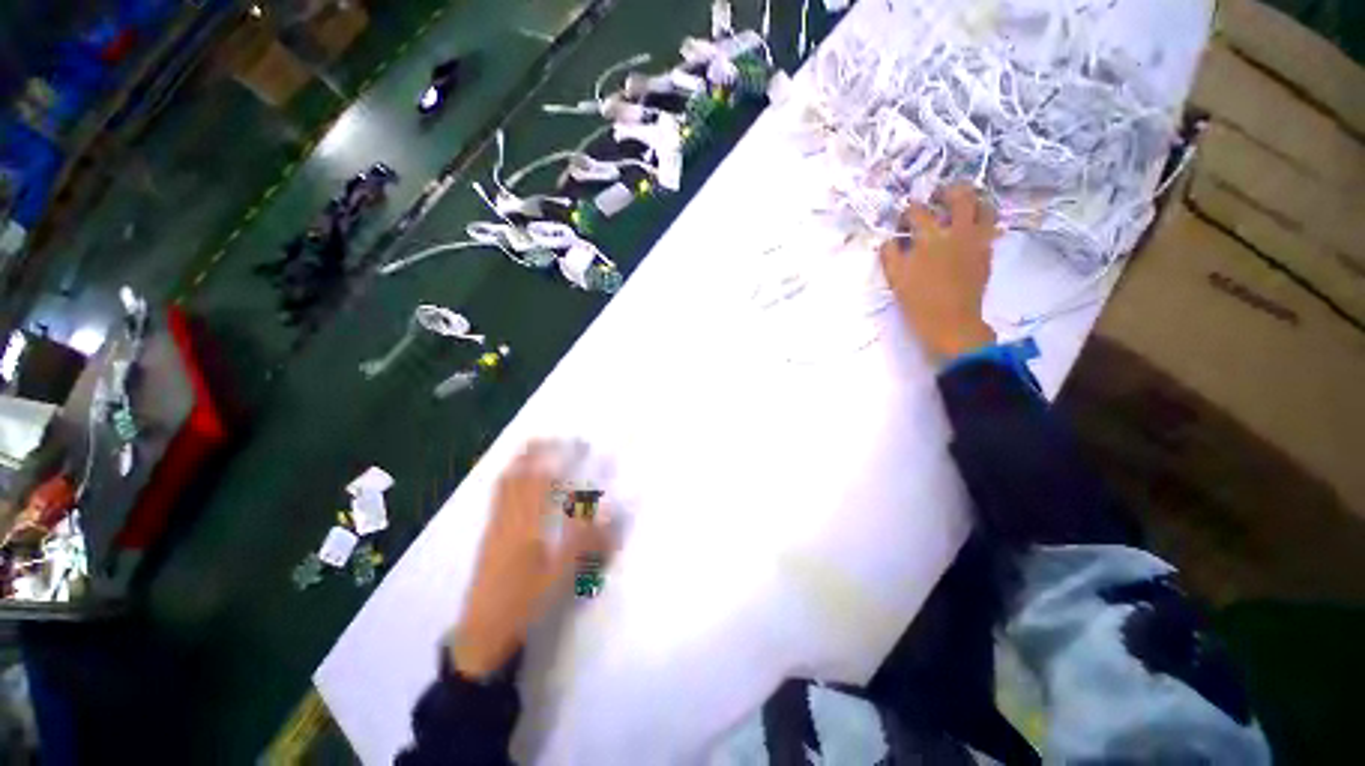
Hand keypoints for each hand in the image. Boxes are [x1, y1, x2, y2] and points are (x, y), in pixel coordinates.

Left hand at [451, 442, 613, 678]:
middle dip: (534, 452)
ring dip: (520, 462)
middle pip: (518, 475)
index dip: (556, 458)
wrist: (482, 635)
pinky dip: (509, 478)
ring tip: (536, 449)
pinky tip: (517, 480)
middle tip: (554, 439)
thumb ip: (585, 542)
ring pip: (505, 484)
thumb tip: (609, 512)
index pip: (542, 480)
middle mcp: (508, 518)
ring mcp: (495, 526)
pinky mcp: (489, 536)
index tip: (573, 444)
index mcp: (526, 525)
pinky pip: (498, 497)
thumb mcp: (560, 577)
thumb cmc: (524, 604)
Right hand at [879, 182, 1000, 360]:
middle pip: (960, 196)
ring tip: (960, 207)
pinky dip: (981, 221)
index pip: (917, 211)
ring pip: (983, 206)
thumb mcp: (895, 278)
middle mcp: (957, 231)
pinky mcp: (987, 251)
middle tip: (938, 197)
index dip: (908, 211)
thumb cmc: (918, 302)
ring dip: (972, 201)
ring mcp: (976, 240)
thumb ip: (890, 254)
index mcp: (929, 238)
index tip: (903, 219)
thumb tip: (890, 239)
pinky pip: (990, 227)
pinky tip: (969, 229)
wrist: (951, 322)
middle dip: (947, 191)